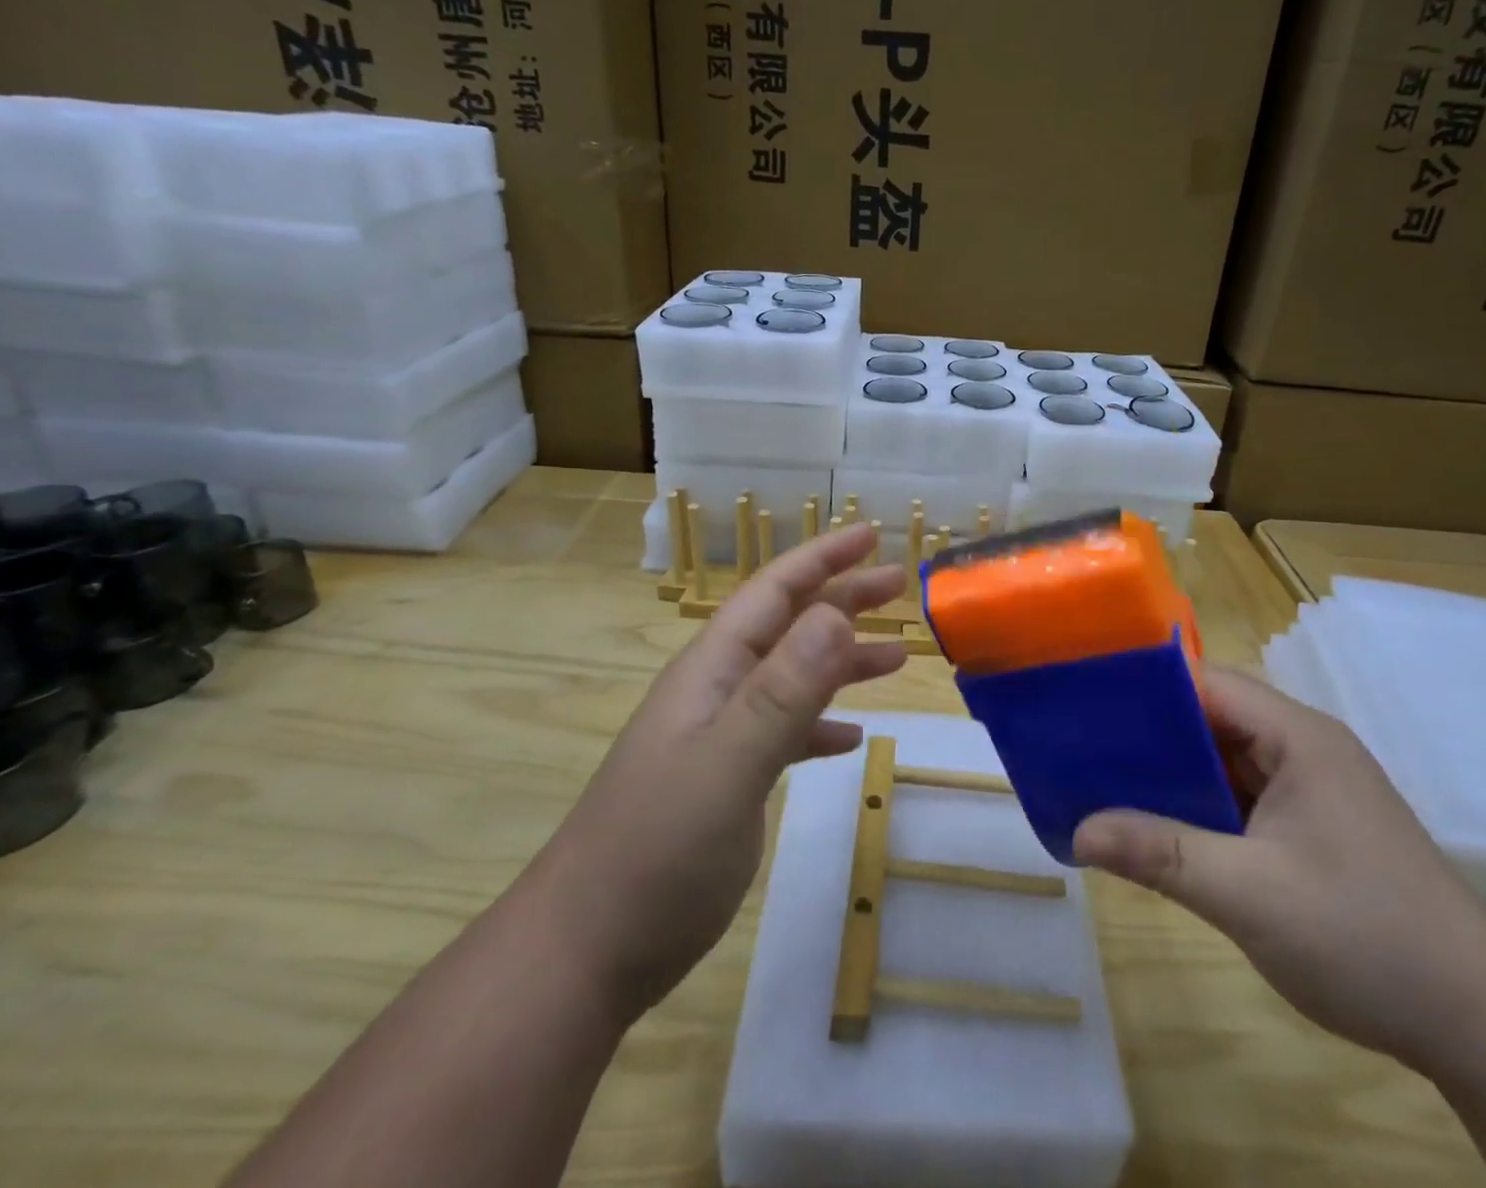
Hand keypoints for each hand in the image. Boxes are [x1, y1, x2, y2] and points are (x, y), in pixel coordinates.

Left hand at [534, 525, 906, 1022]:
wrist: (585, 952)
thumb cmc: (656, 852)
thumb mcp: (727, 765)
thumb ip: (783, 690)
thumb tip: (836, 613)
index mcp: (713, 670)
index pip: (774, 591)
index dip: (823, 558)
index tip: (872, 534)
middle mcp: (717, 691)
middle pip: (788, 626)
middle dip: (843, 598)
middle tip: (900, 586)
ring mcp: (719, 737)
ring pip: (792, 677)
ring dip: (841, 660)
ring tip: (896, 657)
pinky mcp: (725, 781)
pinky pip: (784, 732)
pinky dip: (819, 723)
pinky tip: (850, 737)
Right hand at [1074, 668, 1485, 1068]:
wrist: (1482, 1024)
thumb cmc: (1366, 936)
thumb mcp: (1250, 894)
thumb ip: (1161, 853)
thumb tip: (1078, 830)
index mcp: (1296, 737)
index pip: (1206, 683)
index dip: (1145, 688)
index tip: (1085, 701)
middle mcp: (1300, 749)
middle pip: (1208, 719)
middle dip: (1146, 735)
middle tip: (1080, 748)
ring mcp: (1305, 791)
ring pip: (1219, 762)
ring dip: (1168, 775)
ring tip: (1099, 783)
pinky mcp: (1305, 829)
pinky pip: (1235, 800)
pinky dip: (1194, 808)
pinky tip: (1152, 827)